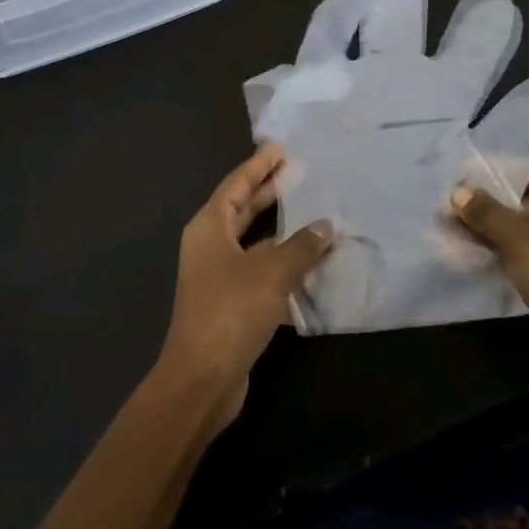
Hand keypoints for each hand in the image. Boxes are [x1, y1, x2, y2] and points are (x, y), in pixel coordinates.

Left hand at [158, 143, 332, 433]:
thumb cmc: (231, 312)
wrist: (202, 380)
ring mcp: (219, 277)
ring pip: (254, 242)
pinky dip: (283, 264)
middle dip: (268, 192)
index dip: (258, 166)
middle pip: (241, 209)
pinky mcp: (231, 303)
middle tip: (299, 173)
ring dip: (282, 231)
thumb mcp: (271, 272)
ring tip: (315, 214)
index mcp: (209, 228)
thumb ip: (301, 246)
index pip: (236, 185)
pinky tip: (312, 263)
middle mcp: (210, 246)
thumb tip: (326, 226)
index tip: (279, 149)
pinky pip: (261, 271)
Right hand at [451, 160, 528, 389]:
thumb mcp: (519, 240)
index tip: (460, 176)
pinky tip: (474, 257)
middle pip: (528, 200)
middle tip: (449, 206)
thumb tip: (458, 191)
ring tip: (452, 231)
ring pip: (527, 231)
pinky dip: (507, 255)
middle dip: (489, 205)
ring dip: (493, 232)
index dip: (496, 172)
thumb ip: (487, 213)